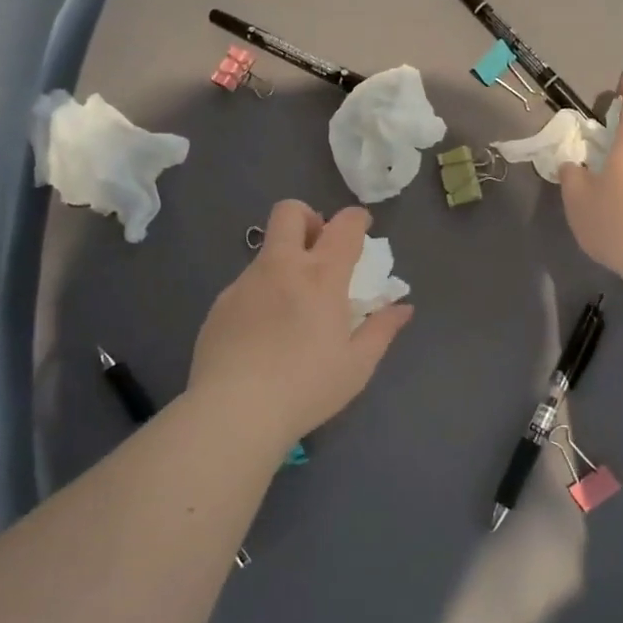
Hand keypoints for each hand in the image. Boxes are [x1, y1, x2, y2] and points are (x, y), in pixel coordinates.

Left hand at [188, 201, 412, 443]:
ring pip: (267, 252)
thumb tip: (402, 308)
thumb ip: (381, 330)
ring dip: (285, 263)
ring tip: (293, 310)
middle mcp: (281, 267)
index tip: (361, 228)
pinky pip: (247, 285)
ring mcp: (245, 283)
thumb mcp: (357, 365)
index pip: (344, 226)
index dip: (356, 219)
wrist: (234, 410)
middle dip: (308, 218)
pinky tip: (264, 335)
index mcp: (321, 277)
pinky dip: (262, 295)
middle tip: (318, 250)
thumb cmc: (306, 387)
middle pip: (289, 213)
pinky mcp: (220, 304)